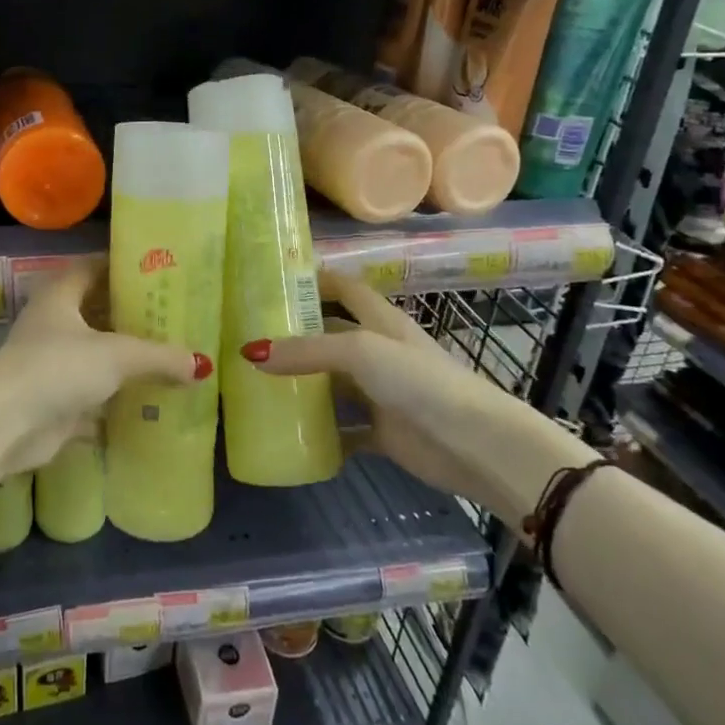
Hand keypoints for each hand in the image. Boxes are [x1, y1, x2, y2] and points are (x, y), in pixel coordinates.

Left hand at [0, 261, 210, 475]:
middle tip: (174, 317)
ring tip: (170, 357)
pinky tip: (149, 401)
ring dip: (126, 359)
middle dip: (132, 316)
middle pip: (97, 312)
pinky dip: (116, 398)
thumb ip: (160, 357)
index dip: (122, 267)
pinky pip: (93, 393)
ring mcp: (51, 363)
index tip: (158, 271)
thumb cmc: (58, 368)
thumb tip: (201, 365)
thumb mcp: (117, 355)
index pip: (93, 268)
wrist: (6, 425)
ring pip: (96, 354)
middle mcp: (53, 324)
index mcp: (60, 295)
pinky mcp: (54, 399)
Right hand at [240, 271, 588, 525]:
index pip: (345, 288)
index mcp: (380, 322)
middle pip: (332, 336)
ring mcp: (381, 394)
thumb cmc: (420, 382)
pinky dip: (322, 432)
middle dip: (296, 335)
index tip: (274, 281)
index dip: (315, 279)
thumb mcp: (361, 352)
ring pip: (334, 383)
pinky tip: (290, 433)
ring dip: (303, 384)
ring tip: (257, 383)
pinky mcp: (383, 432)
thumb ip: (308, 350)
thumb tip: (251, 352)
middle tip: (249, 337)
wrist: (476, 444)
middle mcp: (379, 352)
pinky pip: (344, 430)